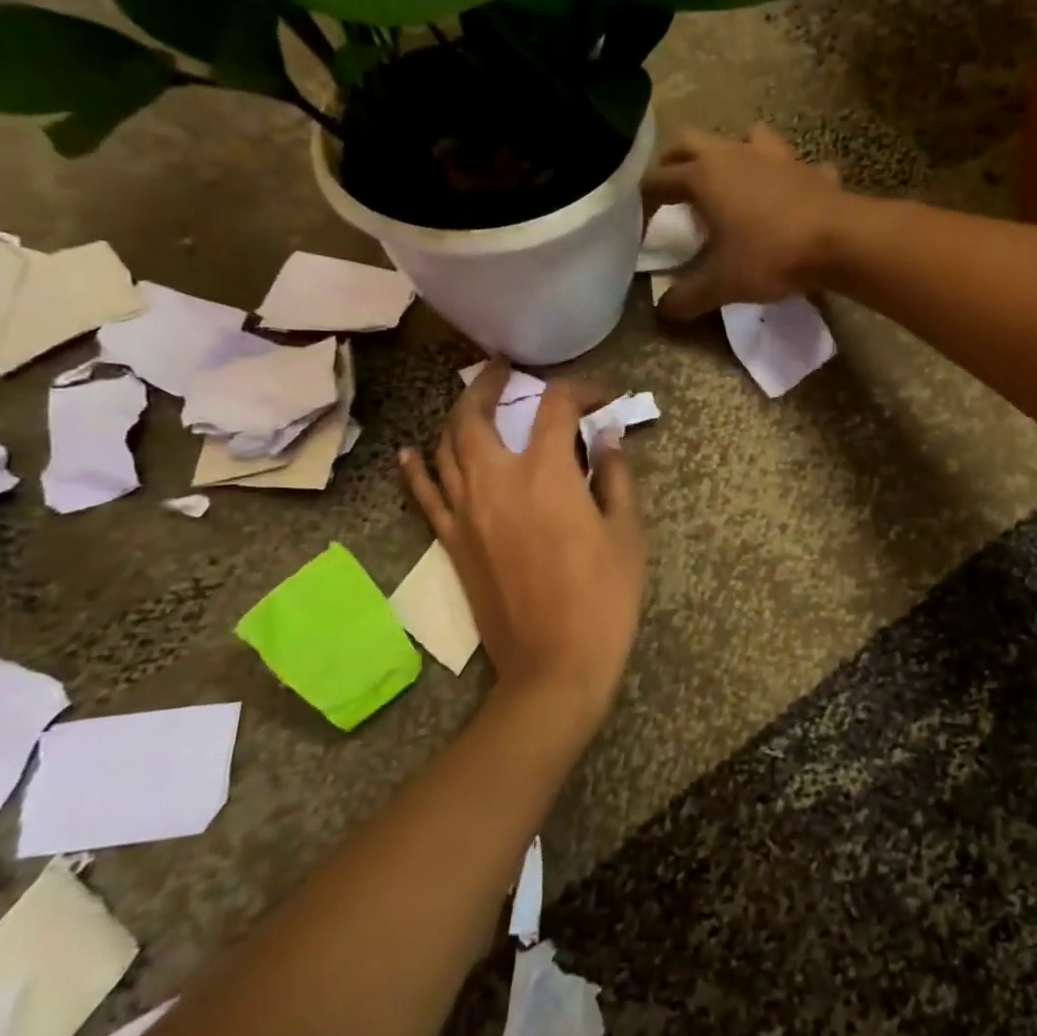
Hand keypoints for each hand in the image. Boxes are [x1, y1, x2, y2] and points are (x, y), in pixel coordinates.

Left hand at [398, 363, 645, 732]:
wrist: (554, 665)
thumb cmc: (603, 598)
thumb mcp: (625, 533)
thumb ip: (616, 476)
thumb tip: (608, 436)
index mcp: (546, 474)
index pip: (556, 407)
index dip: (581, 389)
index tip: (603, 396)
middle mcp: (496, 481)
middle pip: (476, 414)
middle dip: (489, 383)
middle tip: (505, 369)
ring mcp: (465, 512)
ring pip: (446, 447)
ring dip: (456, 415)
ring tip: (470, 400)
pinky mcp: (451, 541)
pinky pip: (425, 496)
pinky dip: (417, 469)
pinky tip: (411, 453)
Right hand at [640, 123, 852, 319]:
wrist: (840, 241)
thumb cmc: (771, 255)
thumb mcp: (722, 284)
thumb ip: (688, 297)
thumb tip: (664, 310)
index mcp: (704, 176)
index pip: (658, 179)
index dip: (643, 200)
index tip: (638, 222)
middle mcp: (734, 155)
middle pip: (690, 142)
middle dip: (675, 162)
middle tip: (671, 189)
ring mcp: (774, 157)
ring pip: (743, 137)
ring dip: (731, 154)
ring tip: (729, 181)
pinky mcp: (808, 169)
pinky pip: (790, 165)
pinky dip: (782, 176)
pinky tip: (786, 195)